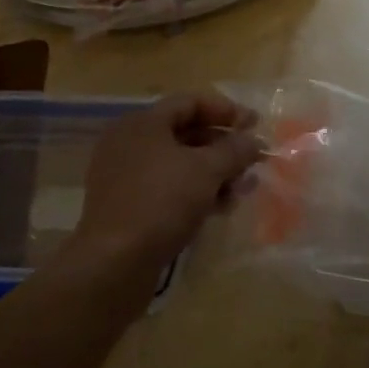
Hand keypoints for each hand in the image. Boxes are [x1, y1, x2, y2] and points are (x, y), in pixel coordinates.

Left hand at [74, 91, 262, 266]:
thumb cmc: (161, 202)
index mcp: (142, 123)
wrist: (114, 264)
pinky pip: (167, 188)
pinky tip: (219, 209)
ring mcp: (125, 176)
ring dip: (214, 173)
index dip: (226, 110)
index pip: (190, 102)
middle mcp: (129, 143)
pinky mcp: (127, 206)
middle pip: (186, 133)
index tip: (254, 125)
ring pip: (179, 164)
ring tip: (241, 190)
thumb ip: (235, 150)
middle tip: (252, 161)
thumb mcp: (207, 170)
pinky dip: (194, 193)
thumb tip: (254, 140)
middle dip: (223, 147)